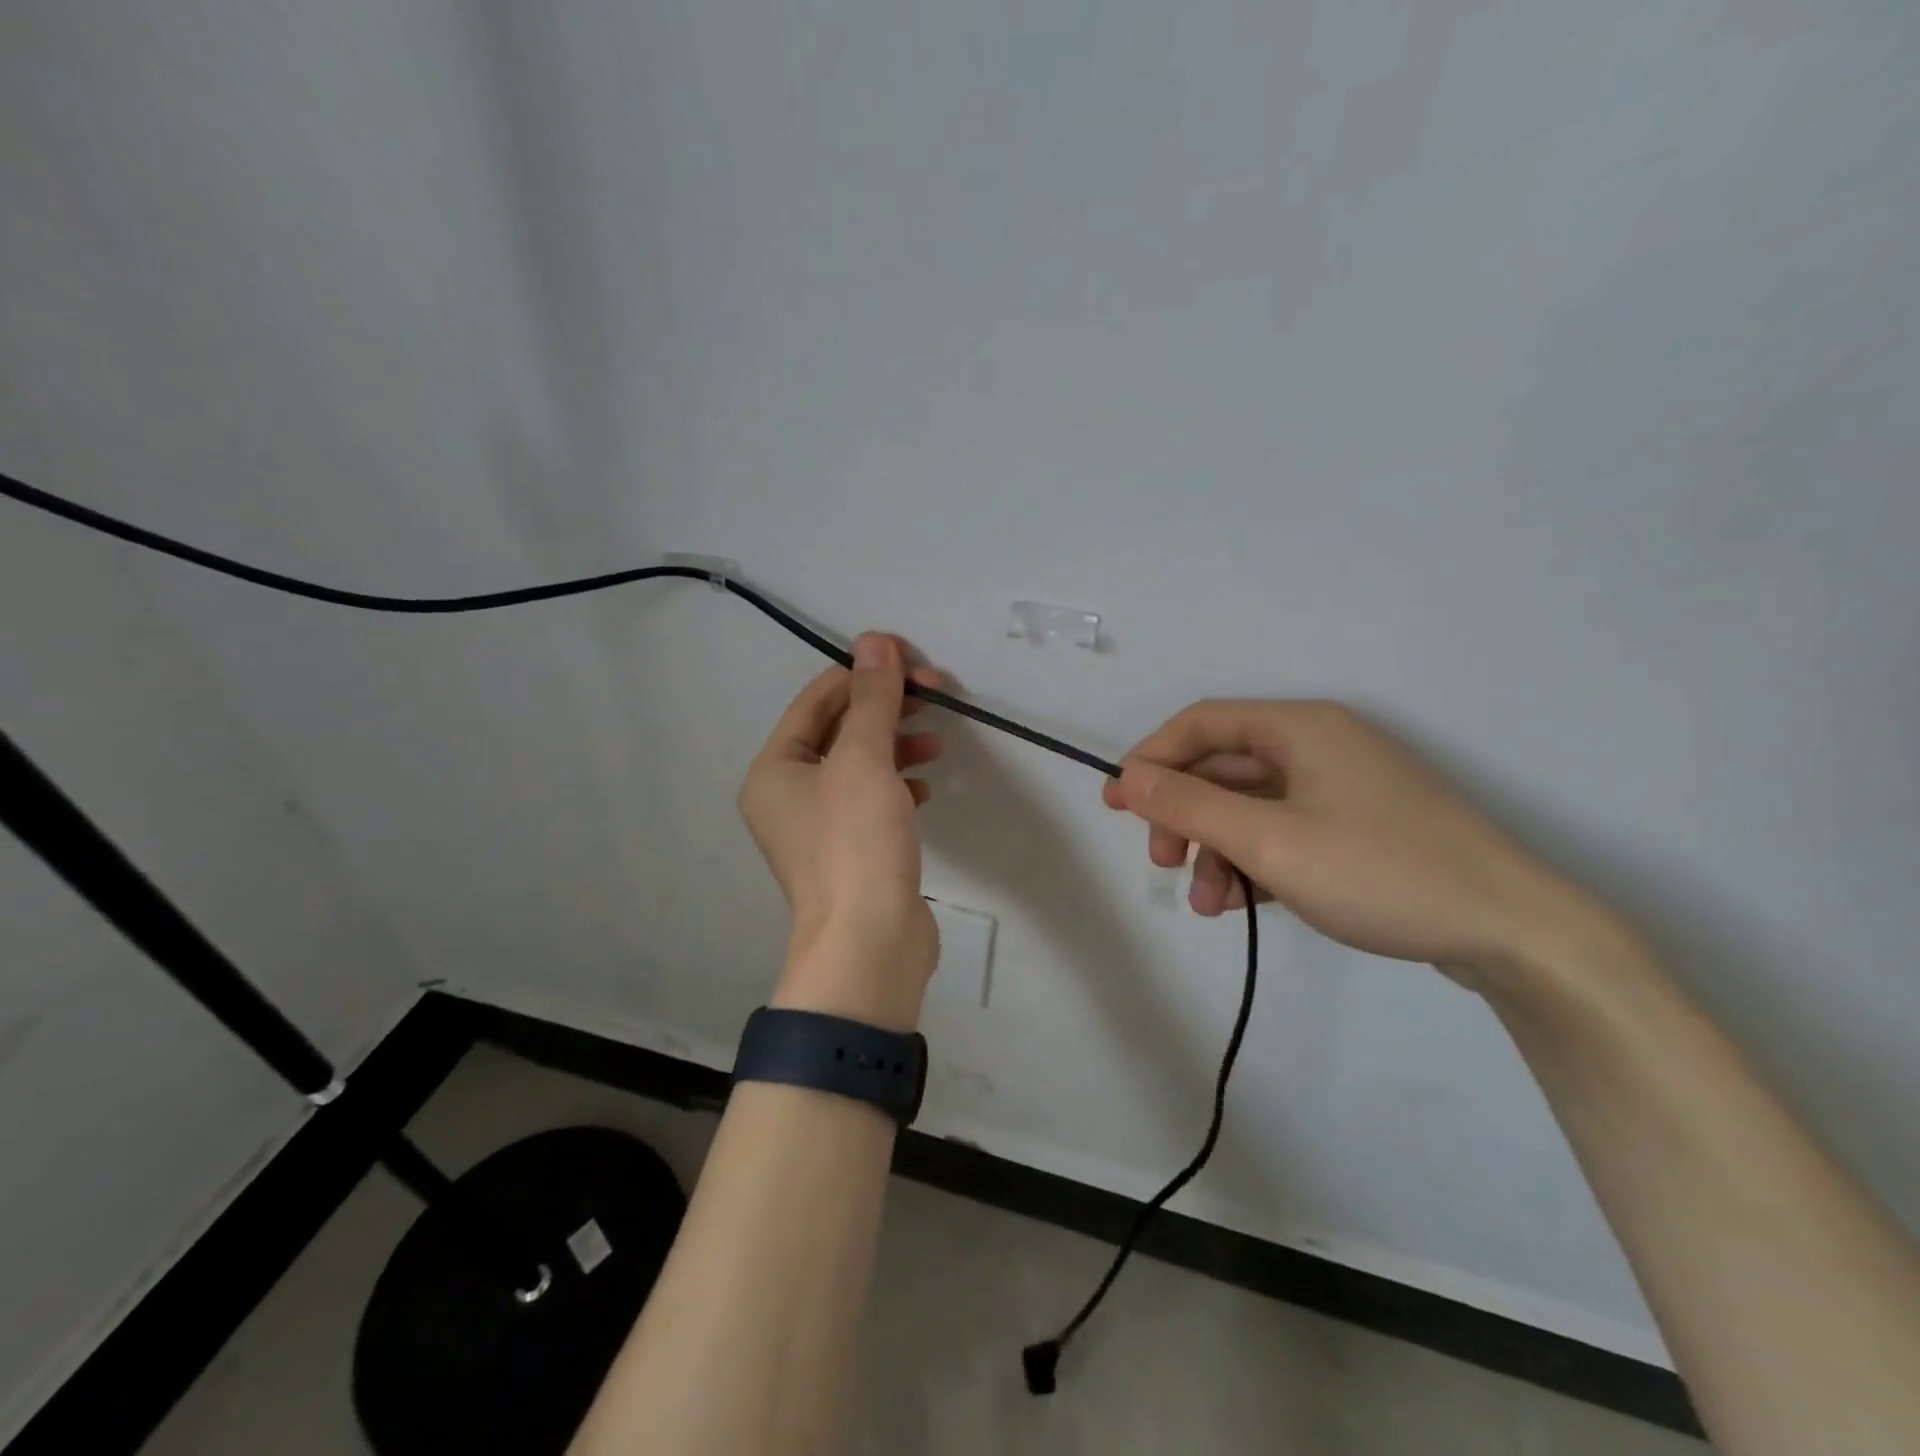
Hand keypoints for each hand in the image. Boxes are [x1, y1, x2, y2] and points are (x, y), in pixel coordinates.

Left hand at [739, 633, 946, 1029]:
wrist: (869, 944)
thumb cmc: (856, 843)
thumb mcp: (865, 759)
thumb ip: (873, 698)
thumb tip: (876, 640)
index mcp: (775, 768)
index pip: (819, 699)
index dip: (865, 673)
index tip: (914, 662)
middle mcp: (788, 795)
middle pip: (840, 731)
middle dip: (887, 709)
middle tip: (936, 695)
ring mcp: (819, 827)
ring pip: (860, 765)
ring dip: (897, 745)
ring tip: (935, 743)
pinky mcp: (851, 851)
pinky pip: (872, 800)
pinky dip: (898, 784)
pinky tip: (927, 786)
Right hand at [1102, 700, 1602, 982]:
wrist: (1513, 932)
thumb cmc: (1380, 871)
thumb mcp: (1269, 841)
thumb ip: (1190, 806)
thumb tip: (1128, 777)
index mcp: (1299, 728)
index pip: (1201, 724)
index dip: (1152, 758)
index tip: (1118, 805)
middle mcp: (1319, 745)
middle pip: (1224, 768)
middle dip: (1185, 816)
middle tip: (1162, 864)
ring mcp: (1343, 787)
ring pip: (1252, 807)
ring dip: (1218, 850)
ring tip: (1210, 906)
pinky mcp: (1360, 826)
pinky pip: (1285, 830)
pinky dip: (1257, 861)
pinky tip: (1248, 903)